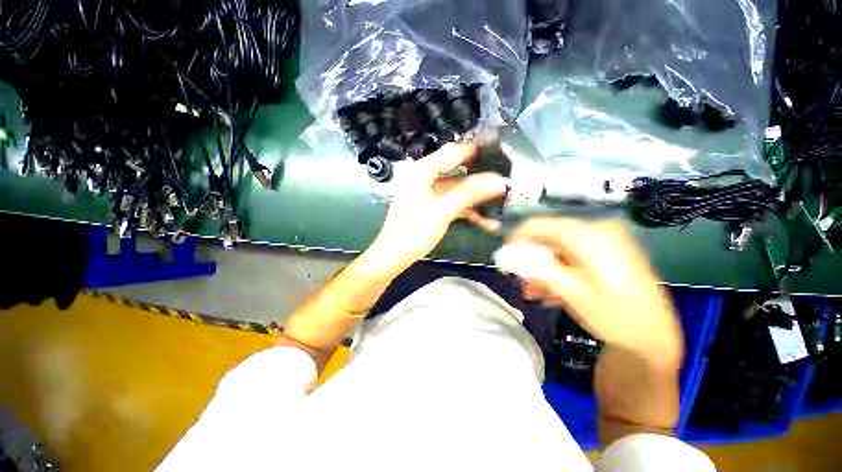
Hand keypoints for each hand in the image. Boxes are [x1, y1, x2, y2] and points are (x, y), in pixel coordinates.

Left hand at [367, 143, 507, 270]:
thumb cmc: (412, 232)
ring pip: (460, 189)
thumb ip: (468, 194)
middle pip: (459, 171)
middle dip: (481, 178)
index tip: (502, 157)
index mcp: (422, 171)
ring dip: (478, 197)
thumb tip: (497, 181)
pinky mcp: (436, 206)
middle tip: (506, 181)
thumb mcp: (441, 211)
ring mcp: (432, 193)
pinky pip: (456, 202)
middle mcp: (427, 178)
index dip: (477, 152)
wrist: (395, 256)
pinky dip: (469, 210)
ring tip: (502, 201)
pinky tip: (487, 219)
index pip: (453, 152)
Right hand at [506, 217, 682, 363]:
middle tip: (519, 278)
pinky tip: (550, 292)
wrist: (653, 339)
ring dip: (541, 269)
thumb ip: (541, 269)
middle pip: (548, 238)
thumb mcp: (574, 294)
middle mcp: (597, 233)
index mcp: (591, 237)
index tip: (505, 254)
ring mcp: (602, 243)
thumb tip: (512, 255)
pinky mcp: (603, 255)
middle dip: (529, 258)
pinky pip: (569, 259)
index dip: (517, 238)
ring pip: (556, 250)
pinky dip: (556, 273)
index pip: (541, 225)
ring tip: (532, 291)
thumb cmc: (617, 319)